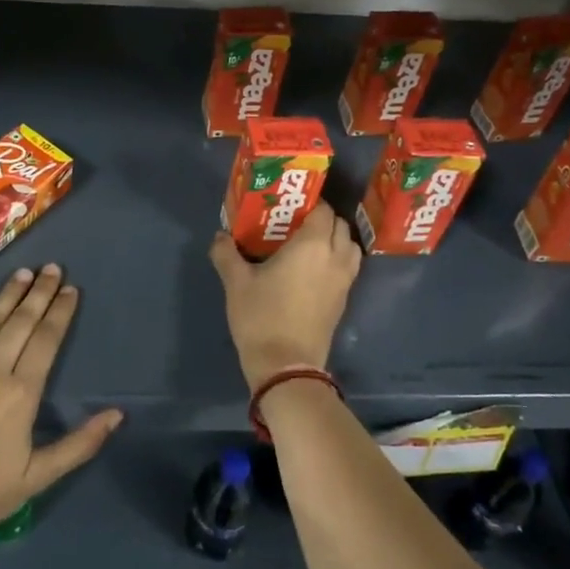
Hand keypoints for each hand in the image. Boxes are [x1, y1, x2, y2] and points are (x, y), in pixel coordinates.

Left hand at [0, 264, 121, 542]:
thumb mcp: (37, 477)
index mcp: (22, 393)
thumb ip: (79, 444)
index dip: (60, 311)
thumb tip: (116, 415)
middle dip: (40, 292)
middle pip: (21, 321)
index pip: (47, 339)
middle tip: (52, 268)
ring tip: (24, 272)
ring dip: (9, 294)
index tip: (71, 289)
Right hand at [208, 202, 361, 392]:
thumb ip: (226, 253)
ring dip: (335, 239)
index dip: (310, 202)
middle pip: (340, 226)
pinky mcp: (343, 301)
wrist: (286, 366)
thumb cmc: (262, 317)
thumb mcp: (236, 283)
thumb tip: (220, 236)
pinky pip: (347, 268)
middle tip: (296, 223)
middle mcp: (334, 258)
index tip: (290, 205)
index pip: (323, 210)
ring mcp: (343, 281)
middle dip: (323, 219)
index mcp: (312, 245)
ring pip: (350, 247)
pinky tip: (312, 270)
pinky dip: (336, 260)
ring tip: (309, 244)